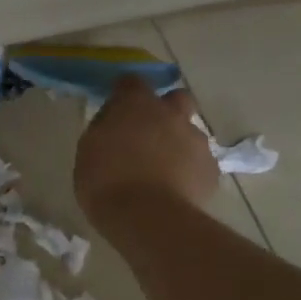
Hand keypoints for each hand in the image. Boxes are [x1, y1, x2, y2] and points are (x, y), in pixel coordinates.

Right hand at [74, 77, 219, 231]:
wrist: (148, 218)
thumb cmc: (106, 181)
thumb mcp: (89, 149)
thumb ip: (105, 128)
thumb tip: (115, 124)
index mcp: (136, 104)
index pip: (132, 81)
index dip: (125, 93)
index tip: (117, 108)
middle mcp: (171, 114)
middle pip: (177, 98)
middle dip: (167, 110)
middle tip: (149, 133)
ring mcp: (196, 141)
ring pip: (190, 133)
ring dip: (178, 144)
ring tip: (163, 171)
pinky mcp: (211, 170)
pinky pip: (200, 163)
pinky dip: (189, 171)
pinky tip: (176, 190)